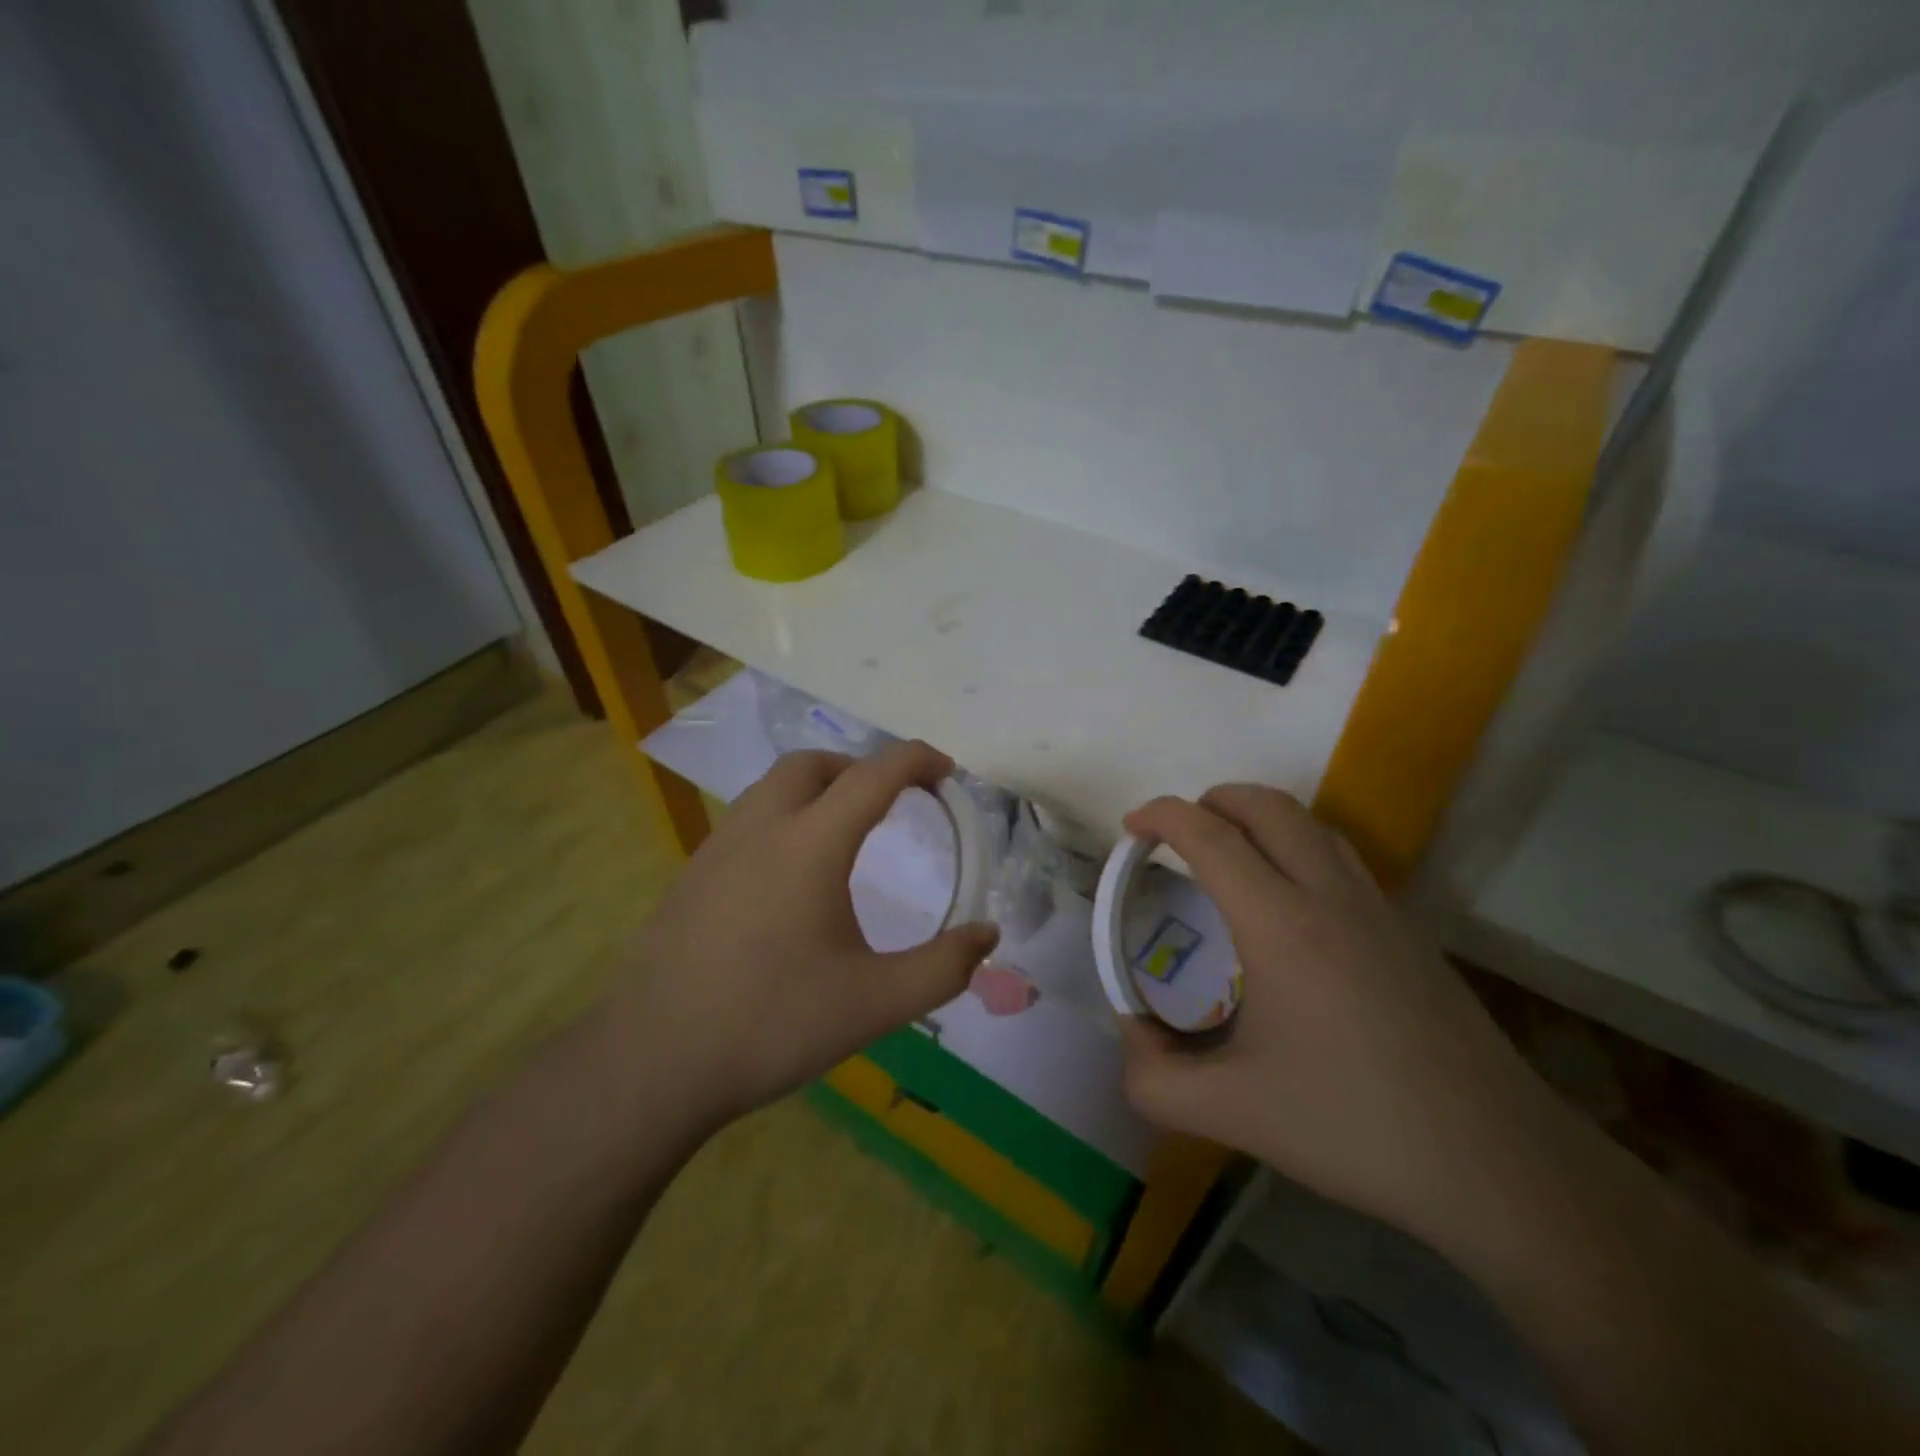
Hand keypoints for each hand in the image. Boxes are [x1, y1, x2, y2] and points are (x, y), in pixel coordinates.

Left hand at [601, 740, 999, 1125]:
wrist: (652, 1063)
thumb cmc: (771, 1024)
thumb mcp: (874, 1004)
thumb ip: (943, 968)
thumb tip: (988, 937)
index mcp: (810, 845)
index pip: (873, 776)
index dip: (916, 761)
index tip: (946, 771)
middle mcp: (760, 829)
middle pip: (812, 765)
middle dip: (860, 768)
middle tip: (892, 800)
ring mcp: (716, 849)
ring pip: (771, 788)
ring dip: (816, 789)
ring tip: (845, 832)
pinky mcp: (690, 876)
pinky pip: (746, 820)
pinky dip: (783, 818)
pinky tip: (789, 876)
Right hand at [1118, 786, 1563, 1243]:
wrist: (1498, 1164)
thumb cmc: (1354, 1126)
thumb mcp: (1230, 1113)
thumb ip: (1153, 1078)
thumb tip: (1130, 1036)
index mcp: (1280, 922)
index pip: (1209, 834)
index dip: (1161, 816)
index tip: (1131, 829)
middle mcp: (1330, 895)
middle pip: (1265, 805)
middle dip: (1210, 801)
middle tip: (1175, 835)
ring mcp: (1379, 908)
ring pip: (1310, 824)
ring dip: (1258, 817)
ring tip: (1227, 855)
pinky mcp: (1409, 930)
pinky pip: (1341, 857)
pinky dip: (1297, 847)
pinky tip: (1289, 904)